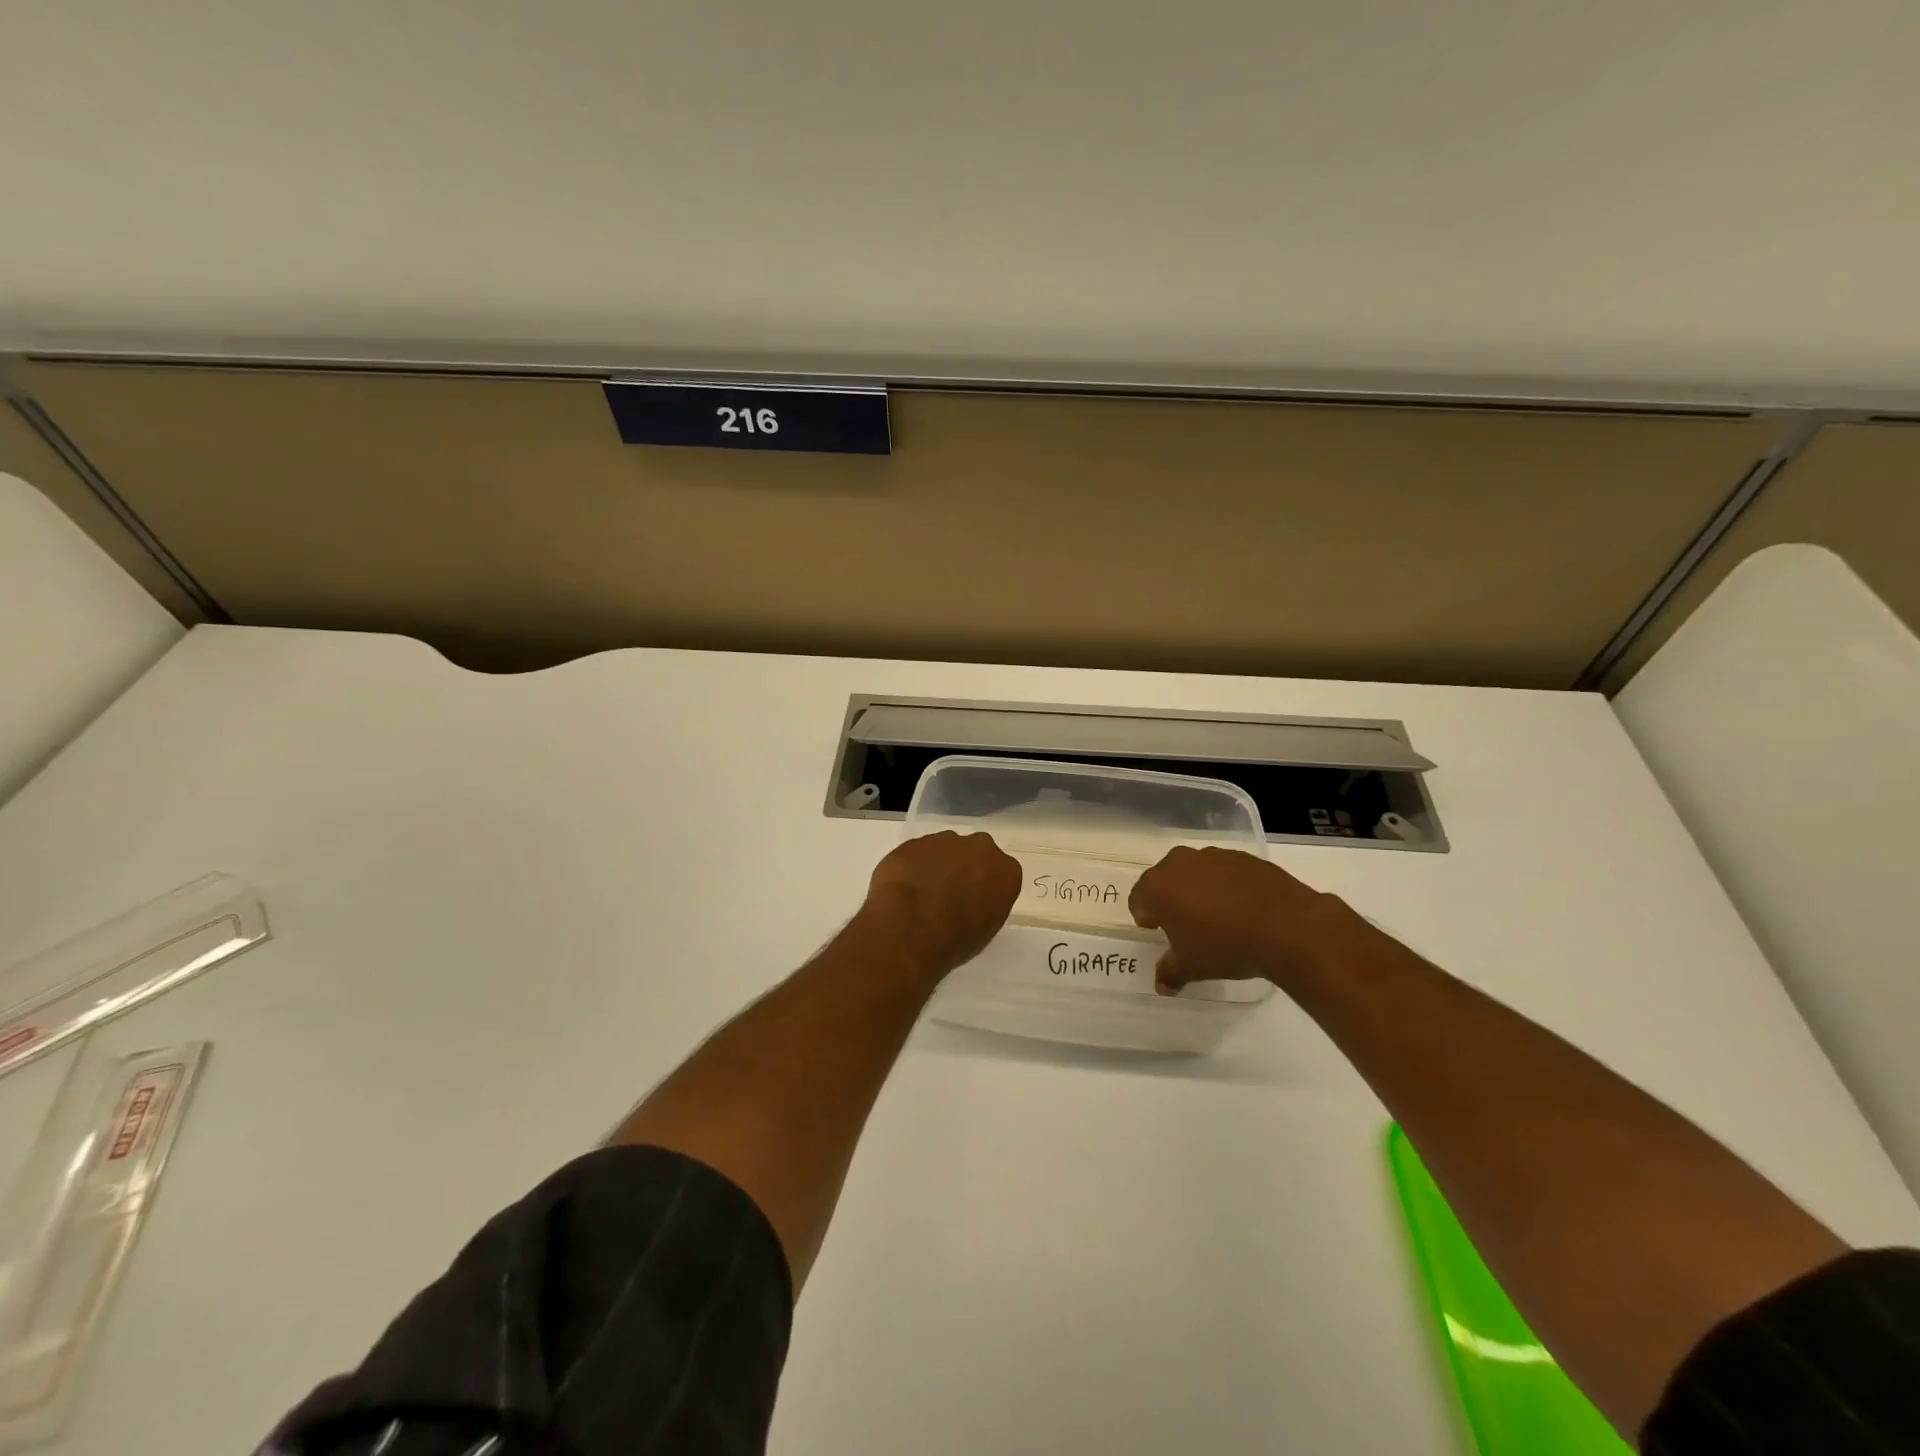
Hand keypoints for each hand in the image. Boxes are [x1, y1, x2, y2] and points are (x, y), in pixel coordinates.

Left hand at [860, 831, 1021, 979]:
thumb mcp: (985, 931)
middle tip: (949, 896)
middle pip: (975, 854)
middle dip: (965, 869)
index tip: (975, 904)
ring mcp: (945, 841)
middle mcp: (980, 848)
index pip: (1002, 875)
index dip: (986, 889)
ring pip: (946, 850)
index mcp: (1006, 871)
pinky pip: (918, 853)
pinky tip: (905, 888)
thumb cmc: (956, 939)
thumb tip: (972, 902)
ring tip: (923, 894)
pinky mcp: (914, 842)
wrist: (910, 927)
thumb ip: (985, 906)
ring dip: (938, 866)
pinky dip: (914, 866)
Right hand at [1128, 845, 1372, 994]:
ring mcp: (1214, 856)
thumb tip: (1161, 986)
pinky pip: (1225, 871)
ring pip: (1195, 872)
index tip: (1160, 933)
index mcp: (1158, 886)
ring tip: (1218, 917)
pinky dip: (1227, 886)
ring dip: (1198, 890)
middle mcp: (1180, 863)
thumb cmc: (1224, 945)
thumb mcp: (1192, 966)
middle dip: (1171, 900)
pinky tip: (1243, 909)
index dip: (1147, 918)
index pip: (1138, 899)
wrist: (1285, 926)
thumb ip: (1171, 972)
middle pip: (1165, 880)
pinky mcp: (1244, 857)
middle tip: (1186, 925)